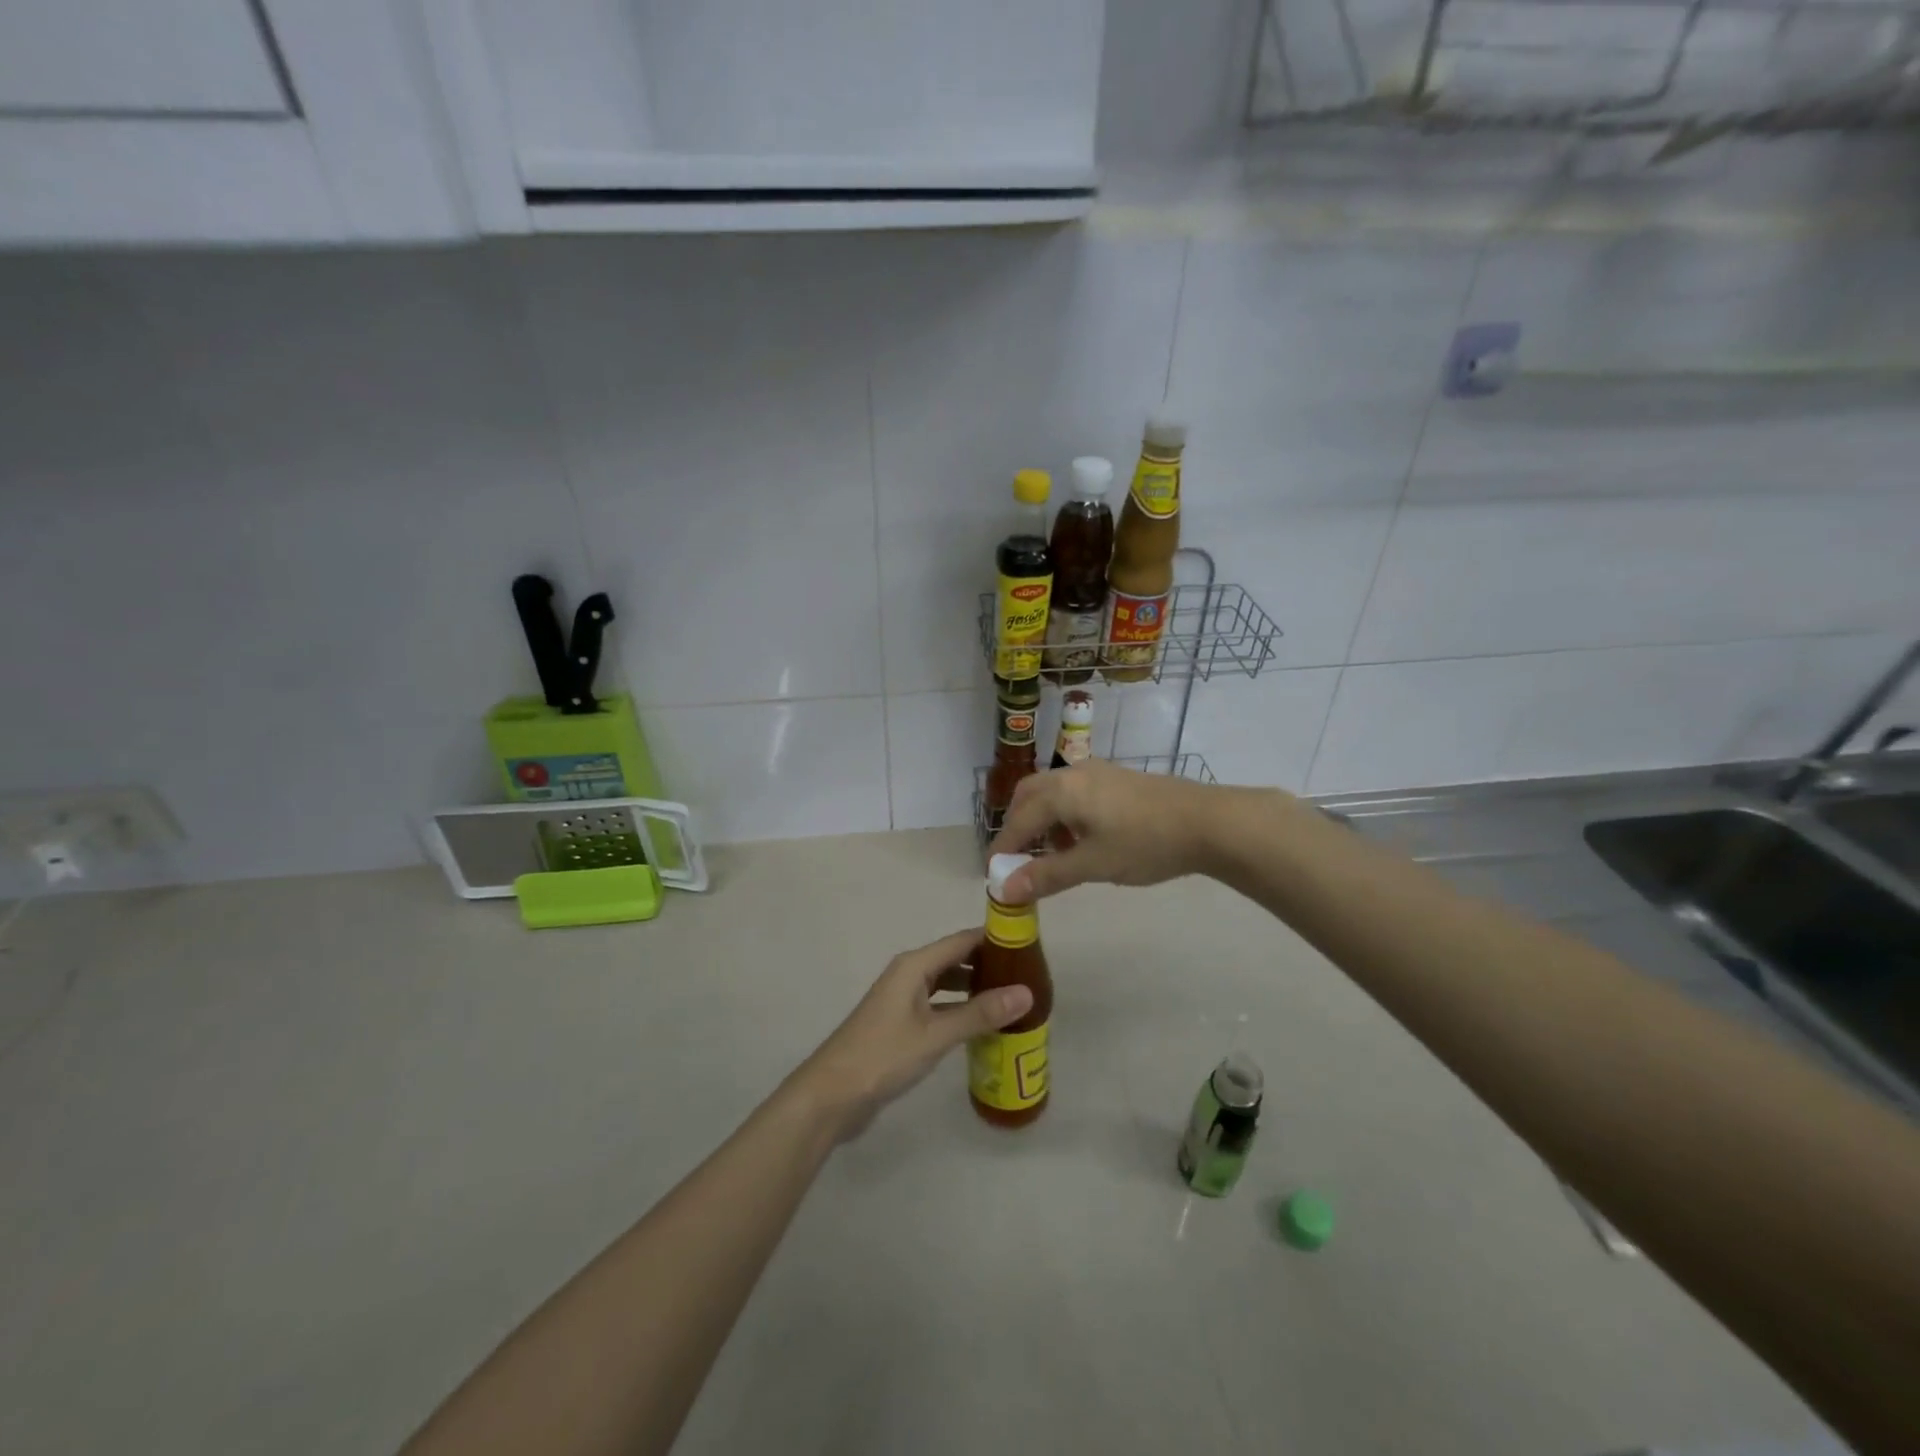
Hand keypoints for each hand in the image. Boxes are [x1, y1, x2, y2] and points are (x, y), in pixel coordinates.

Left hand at [791, 929, 1033, 1140]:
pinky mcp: (901, 1024)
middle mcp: (909, 974)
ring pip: (947, 984)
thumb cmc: (883, 1056)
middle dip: (989, 965)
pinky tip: (983, 1026)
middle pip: (956, 959)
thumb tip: (1027, 992)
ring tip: (1013, 1000)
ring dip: (976, 989)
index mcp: (914, 965)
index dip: (995, 939)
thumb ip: (980, 1013)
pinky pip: (939, 1006)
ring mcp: (903, 999)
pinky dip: (961, 1010)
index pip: (963, 940)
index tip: (1030, 944)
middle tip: (1030, 977)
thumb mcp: (936, 1035)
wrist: (831, 1095)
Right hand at [989, 759, 1220, 901]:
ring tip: (1053, 855)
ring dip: (1043, 820)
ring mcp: (1097, 773)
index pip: (1019, 820)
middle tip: (1018, 858)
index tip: (994, 874)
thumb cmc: (1145, 843)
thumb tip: (1004, 890)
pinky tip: (1083, 840)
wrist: (1208, 822)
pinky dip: (1065, 815)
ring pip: (1053, 792)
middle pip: (1029, 795)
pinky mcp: (1116, 779)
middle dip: (1018, 826)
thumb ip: (1047, 875)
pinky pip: (1075, 793)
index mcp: (1061, 791)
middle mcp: (1073, 773)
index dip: (1004, 847)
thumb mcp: (1093, 864)